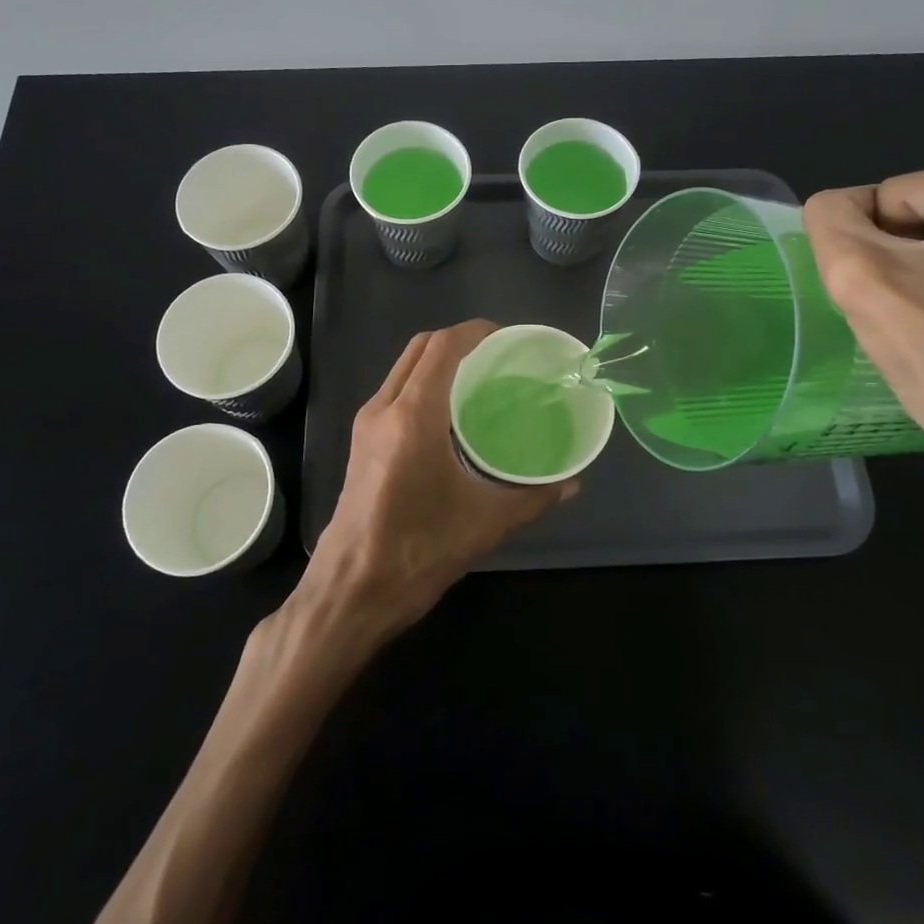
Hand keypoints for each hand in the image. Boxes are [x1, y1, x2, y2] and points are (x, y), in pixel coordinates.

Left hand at [298, 320, 575, 640]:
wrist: (351, 590)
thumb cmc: (419, 550)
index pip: (442, 347)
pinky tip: (450, 412)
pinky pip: (395, 391)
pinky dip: (422, 382)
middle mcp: (384, 407)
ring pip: (403, 368)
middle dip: (457, 340)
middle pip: (420, 348)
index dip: (474, 332)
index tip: (506, 337)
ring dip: (437, 360)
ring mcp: (367, 423)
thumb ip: (532, 498)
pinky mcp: (360, 441)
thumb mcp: (484, 523)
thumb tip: (572, 484)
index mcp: (413, 416)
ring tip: (478, 378)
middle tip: (497, 356)